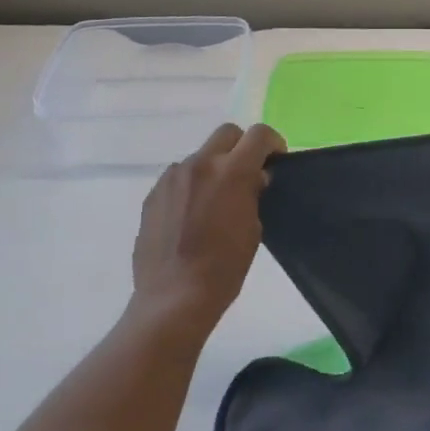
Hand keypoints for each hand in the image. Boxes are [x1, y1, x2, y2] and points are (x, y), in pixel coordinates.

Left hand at [130, 123, 285, 332]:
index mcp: (232, 172)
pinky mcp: (153, 195)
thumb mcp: (253, 229)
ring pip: (200, 157)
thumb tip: (252, 180)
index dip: (272, 142)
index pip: (258, 135)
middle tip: (247, 174)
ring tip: (215, 201)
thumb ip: (252, 195)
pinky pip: (179, 178)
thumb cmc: (224, 267)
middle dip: (241, 147)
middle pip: (226, 134)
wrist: (174, 296)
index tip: (276, 160)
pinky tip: (192, 216)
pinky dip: (191, 187)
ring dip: (213, 168)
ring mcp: (172, 178)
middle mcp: (200, 165)